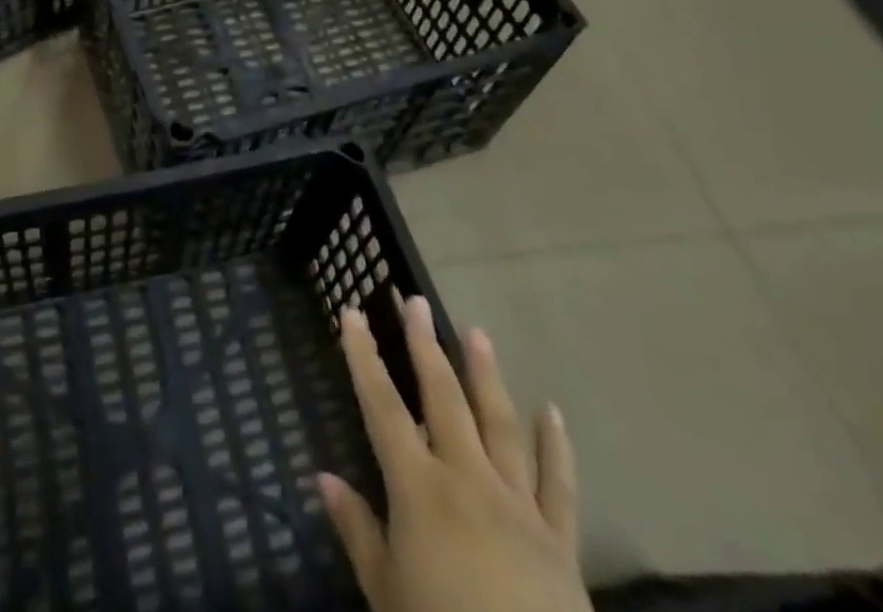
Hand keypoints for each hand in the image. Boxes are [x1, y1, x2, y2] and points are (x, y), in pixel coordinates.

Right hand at [322, 300, 590, 611]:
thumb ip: (358, 531)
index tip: (352, 313)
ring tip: (476, 332)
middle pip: (443, 399)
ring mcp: (518, 505)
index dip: (364, 357)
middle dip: (425, 346)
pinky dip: (556, 447)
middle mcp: (467, 480)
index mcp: (420, 489)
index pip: (382, 407)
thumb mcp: (386, 593)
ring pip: (500, 425)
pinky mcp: (559, 540)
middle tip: (416, 300)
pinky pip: (559, 485)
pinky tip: (552, 411)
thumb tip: (323, 478)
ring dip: (486, 375)